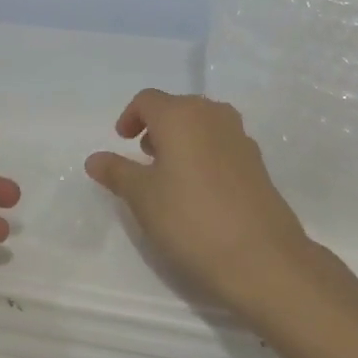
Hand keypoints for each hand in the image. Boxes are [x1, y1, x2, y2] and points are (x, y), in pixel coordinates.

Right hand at [86, 90, 315, 319]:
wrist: (262, 258)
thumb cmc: (190, 219)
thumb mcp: (142, 197)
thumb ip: (117, 172)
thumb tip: (94, 158)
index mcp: (181, 115)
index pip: (148, 100)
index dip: (130, 117)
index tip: (122, 142)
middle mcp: (213, 115)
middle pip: (177, 108)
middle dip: (156, 127)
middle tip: (143, 158)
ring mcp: (240, 137)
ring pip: (202, 125)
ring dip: (182, 140)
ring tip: (170, 175)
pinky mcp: (257, 162)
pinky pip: (221, 145)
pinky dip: (204, 155)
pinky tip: (200, 191)